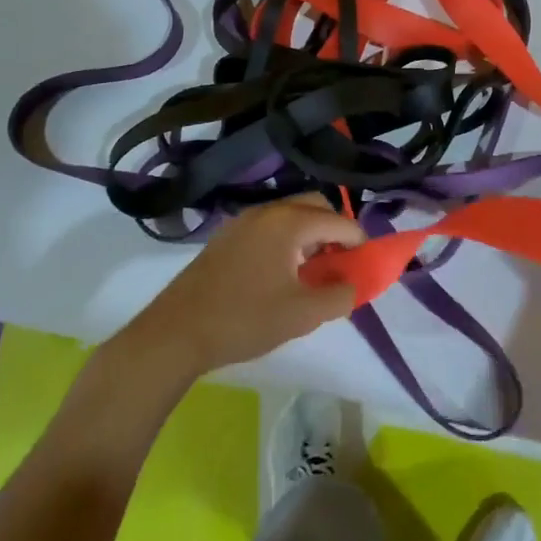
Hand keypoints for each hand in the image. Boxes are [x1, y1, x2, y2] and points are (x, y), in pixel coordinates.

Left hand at [127, 195, 362, 375]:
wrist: (175, 333)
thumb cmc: (245, 320)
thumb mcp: (303, 314)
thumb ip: (340, 295)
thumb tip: (355, 283)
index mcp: (290, 222)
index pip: (339, 222)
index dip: (359, 243)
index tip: (366, 267)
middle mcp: (268, 210)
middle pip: (316, 206)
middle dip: (335, 231)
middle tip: (340, 264)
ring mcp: (243, 220)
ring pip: (291, 214)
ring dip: (310, 235)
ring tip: (312, 271)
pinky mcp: (226, 235)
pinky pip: (270, 225)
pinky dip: (287, 239)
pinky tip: (281, 272)